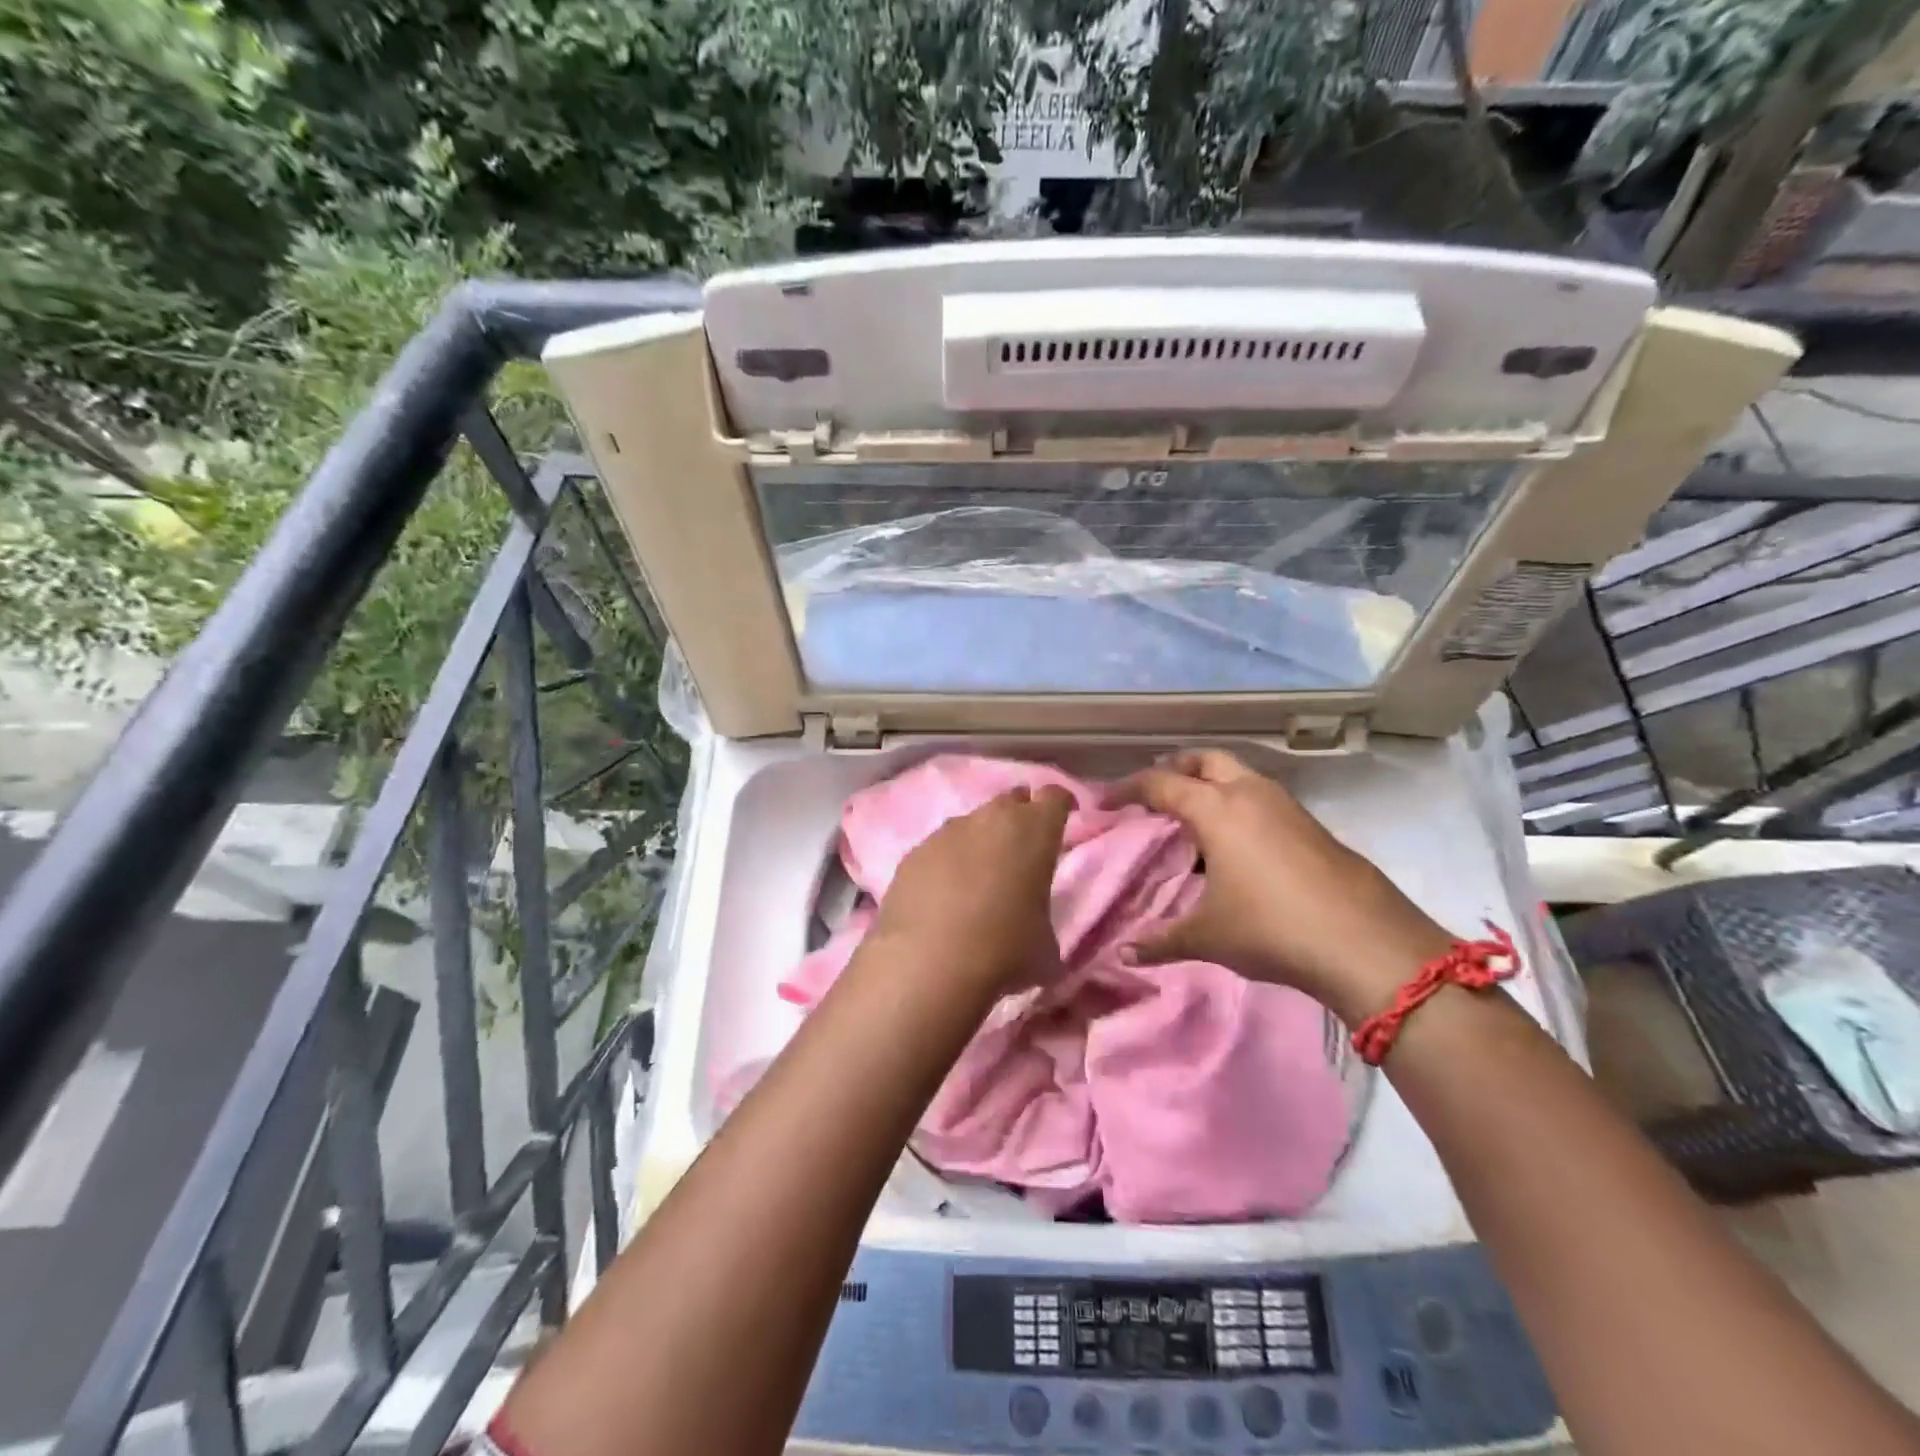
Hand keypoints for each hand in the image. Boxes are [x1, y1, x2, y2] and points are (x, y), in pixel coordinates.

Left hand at [867, 785, 1074, 995]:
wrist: (928, 965)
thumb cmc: (1004, 951)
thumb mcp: (1046, 948)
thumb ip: (1044, 922)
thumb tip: (1034, 931)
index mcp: (1034, 831)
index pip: (1055, 796)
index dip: (1061, 805)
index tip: (1065, 817)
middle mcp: (990, 819)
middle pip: (1010, 801)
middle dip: (1019, 817)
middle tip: (1022, 848)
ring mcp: (946, 832)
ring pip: (971, 822)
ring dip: (980, 840)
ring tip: (980, 875)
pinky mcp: (913, 853)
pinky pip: (938, 848)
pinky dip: (946, 863)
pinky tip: (943, 893)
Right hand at [1109, 750, 1452, 1023]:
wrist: (1365, 943)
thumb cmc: (1271, 928)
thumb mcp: (1207, 937)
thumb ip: (1161, 941)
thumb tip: (1124, 953)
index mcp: (1216, 810)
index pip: (1160, 784)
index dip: (1128, 789)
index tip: (1106, 801)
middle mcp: (1250, 795)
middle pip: (1205, 760)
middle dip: (1176, 768)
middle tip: (1155, 791)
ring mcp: (1287, 807)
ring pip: (1240, 775)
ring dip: (1212, 783)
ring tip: (1195, 815)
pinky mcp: (1313, 826)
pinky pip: (1263, 798)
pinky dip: (1240, 804)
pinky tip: (1238, 843)